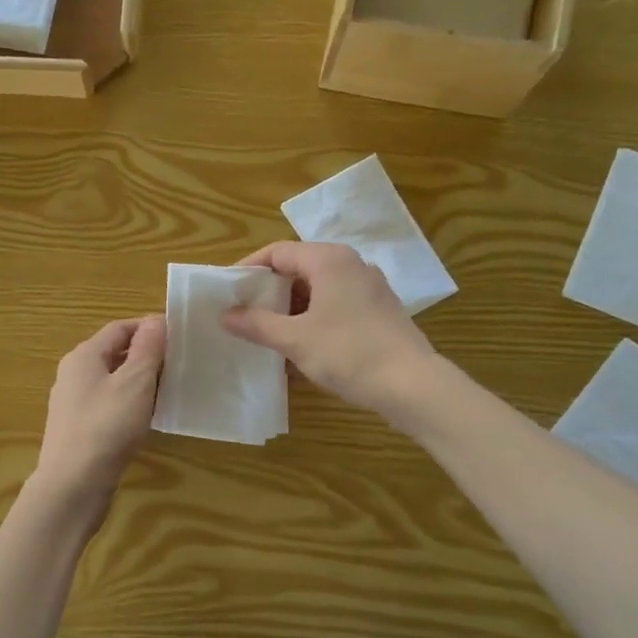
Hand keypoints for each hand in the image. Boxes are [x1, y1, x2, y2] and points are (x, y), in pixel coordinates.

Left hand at [32, 315, 166, 503]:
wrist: (73, 485)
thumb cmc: (106, 427)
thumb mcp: (135, 383)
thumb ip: (147, 349)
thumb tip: (156, 320)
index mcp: (83, 356)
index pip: (119, 328)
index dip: (149, 327)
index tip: (179, 335)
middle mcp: (73, 374)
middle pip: (113, 353)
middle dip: (146, 354)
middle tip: (178, 363)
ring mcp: (73, 403)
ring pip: (111, 380)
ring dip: (139, 381)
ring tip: (169, 389)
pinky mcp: (78, 429)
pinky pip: (108, 405)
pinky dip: (129, 403)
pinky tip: (146, 418)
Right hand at [221, 242, 440, 421]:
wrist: (411, 385)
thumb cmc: (348, 353)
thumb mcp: (294, 339)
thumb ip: (257, 324)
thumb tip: (226, 315)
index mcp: (329, 260)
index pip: (277, 252)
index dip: (249, 269)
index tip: (227, 292)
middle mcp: (352, 265)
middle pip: (299, 269)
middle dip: (269, 293)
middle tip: (244, 316)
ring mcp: (369, 289)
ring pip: (318, 291)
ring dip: (290, 311)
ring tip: (268, 336)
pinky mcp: (379, 312)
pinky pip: (336, 307)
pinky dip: (313, 321)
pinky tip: (300, 350)